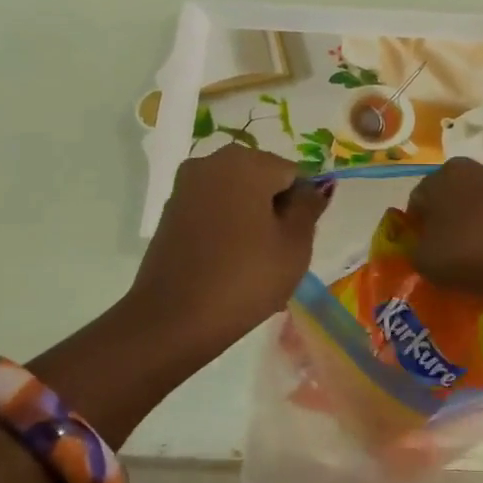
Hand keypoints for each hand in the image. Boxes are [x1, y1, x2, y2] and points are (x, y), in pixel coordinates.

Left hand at [124, 144, 328, 351]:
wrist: (172, 320)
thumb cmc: (245, 278)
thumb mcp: (295, 245)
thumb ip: (309, 207)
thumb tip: (313, 188)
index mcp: (246, 162)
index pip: (294, 174)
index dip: (303, 207)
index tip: (298, 241)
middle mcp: (211, 162)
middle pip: (263, 180)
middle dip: (276, 211)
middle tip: (279, 254)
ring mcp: (186, 186)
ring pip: (237, 197)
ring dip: (252, 221)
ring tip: (255, 264)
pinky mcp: (169, 212)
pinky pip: (213, 212)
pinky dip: (227, 230)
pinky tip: (229, 265)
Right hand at [405, 158, 482, 301]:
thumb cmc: (477, 255)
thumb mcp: (428, 262)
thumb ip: (414, 250)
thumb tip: (422, 246)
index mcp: (444, 175)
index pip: (417, 201)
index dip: (415, 230)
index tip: (423, 254)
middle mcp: (476, 169)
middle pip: (449, 200)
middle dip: (445, 226)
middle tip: (448, 257)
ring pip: (478, 208)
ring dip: (474, 228)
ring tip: (477, 261)